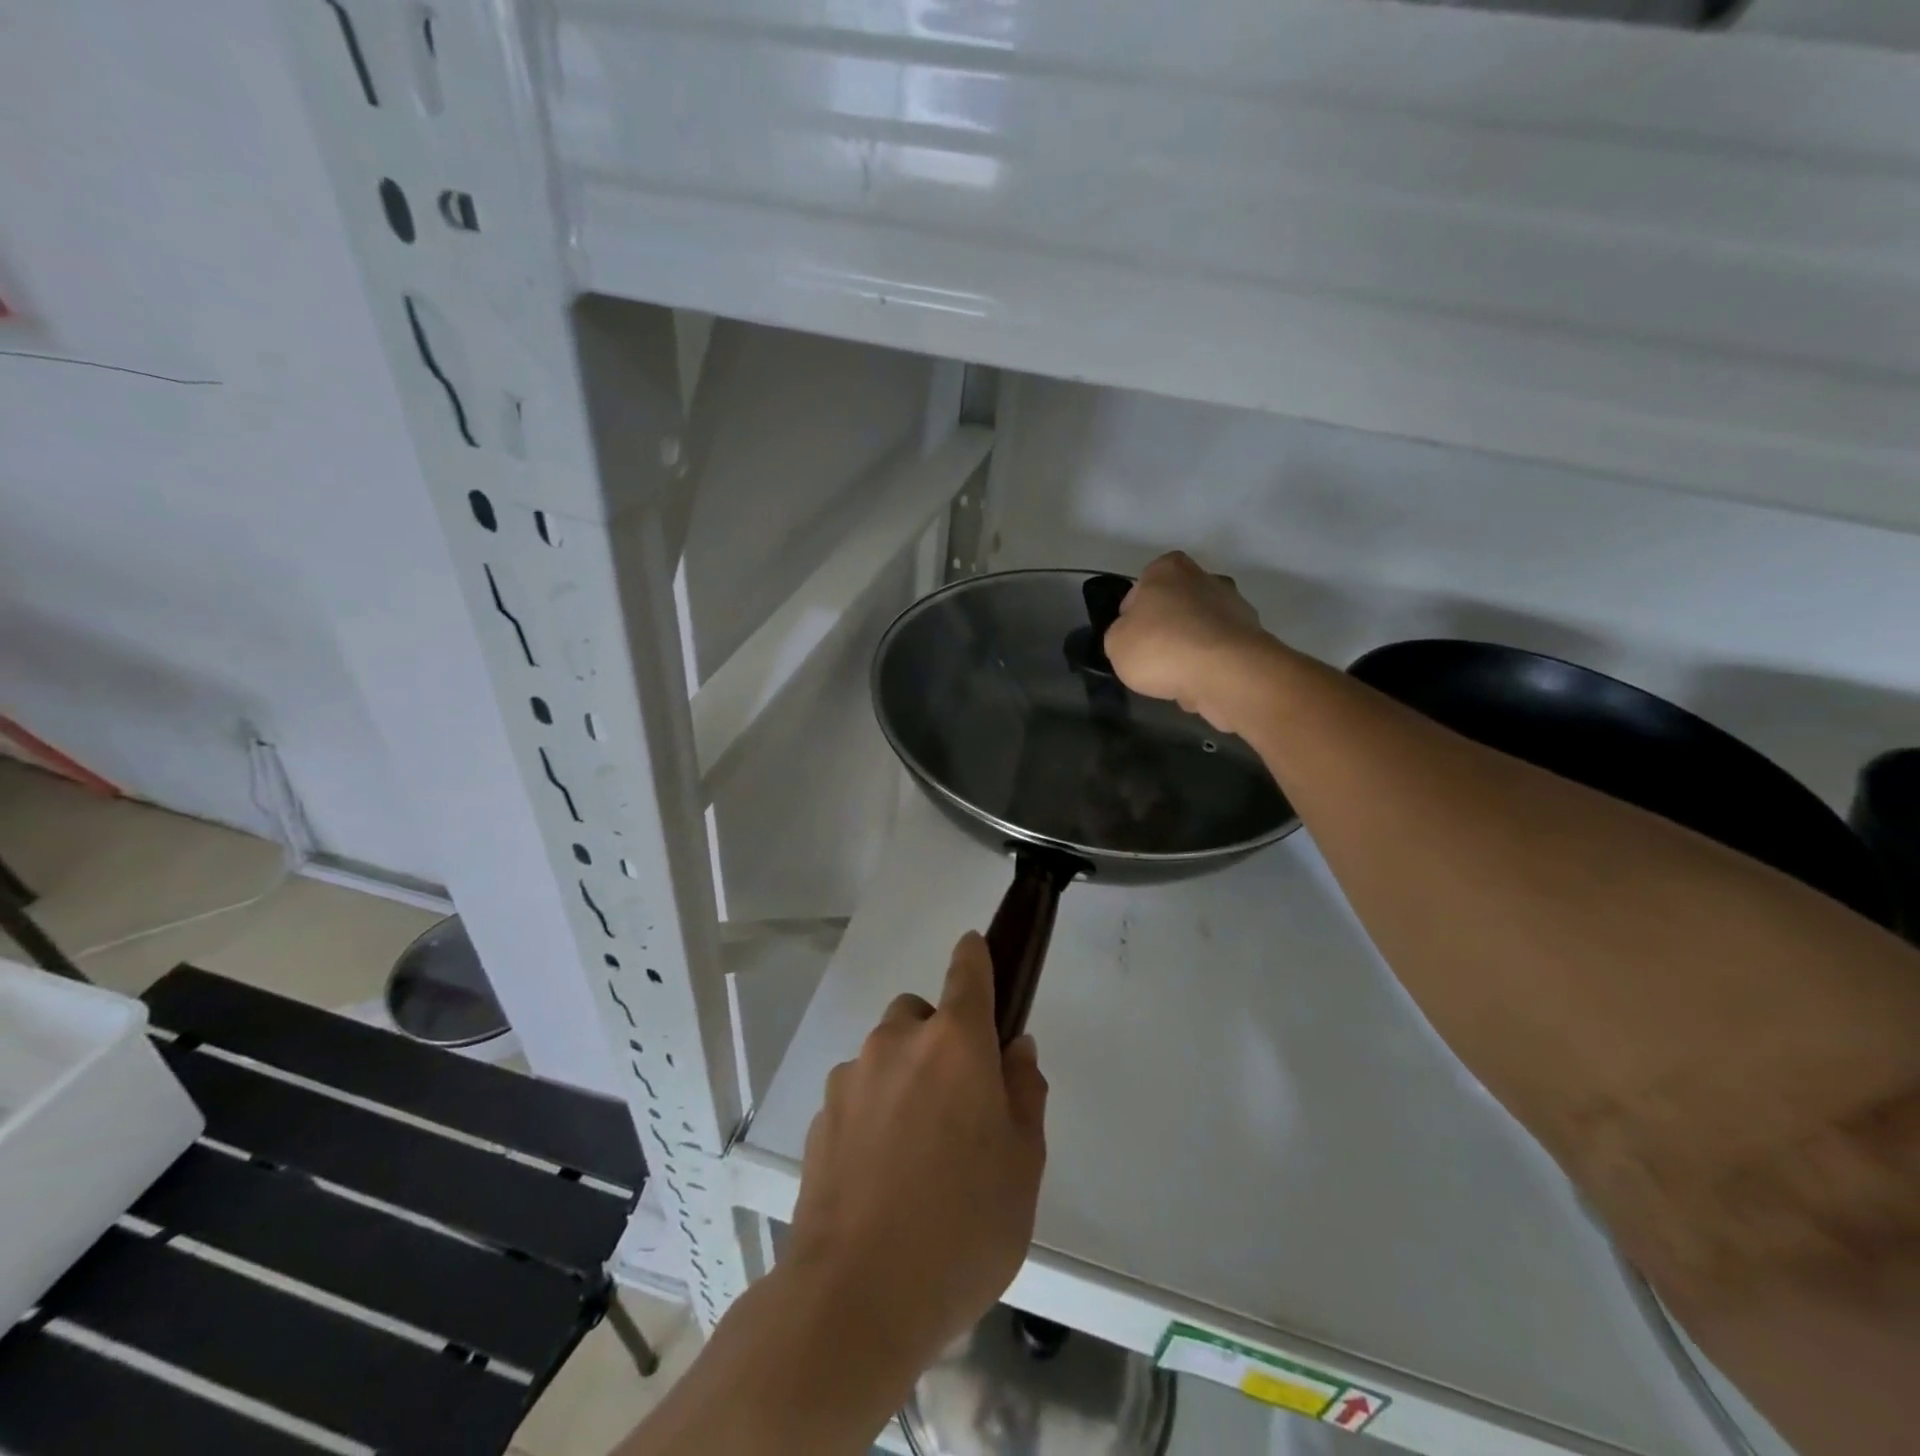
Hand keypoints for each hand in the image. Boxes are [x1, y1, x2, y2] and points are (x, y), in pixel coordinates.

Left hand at [787, 932, 1048, 1366]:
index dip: (976, 956)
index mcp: (954, 1043)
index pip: (967, 971)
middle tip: (959, 1102)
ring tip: (918, 1151)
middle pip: (922, 1014)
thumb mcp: (1022, 1166)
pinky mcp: (822, 1114)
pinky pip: (859, 1092)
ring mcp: (852, 1076)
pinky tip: (882, 1173)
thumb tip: (1015, 1051)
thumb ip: (1023, 1094)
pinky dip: (874, 1110)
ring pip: (887, 1054)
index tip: (979, 951)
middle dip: (941, 1039)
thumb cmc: (961, 1228)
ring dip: (905, 1077)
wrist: (854, 1298)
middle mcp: (898, 1042)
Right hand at [1104, 551, 1276, 735]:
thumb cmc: (1161, 647)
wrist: (1225, 673)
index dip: (1131, 617)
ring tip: (1176, 678)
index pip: (1140, 589)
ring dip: (1189, 649)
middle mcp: (1205, 577)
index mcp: (1168, 568)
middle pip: (1175, 606)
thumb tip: (1134, 636)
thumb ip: (1119, 633)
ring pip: (1199, 630)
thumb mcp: (1115, 643)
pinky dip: (1209, 666)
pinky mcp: (1252, 637)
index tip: (1130, 640)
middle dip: (1165, 629)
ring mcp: (1235, 606)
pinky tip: (1200, 685)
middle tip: (1153, 659)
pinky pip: (1219, 652)